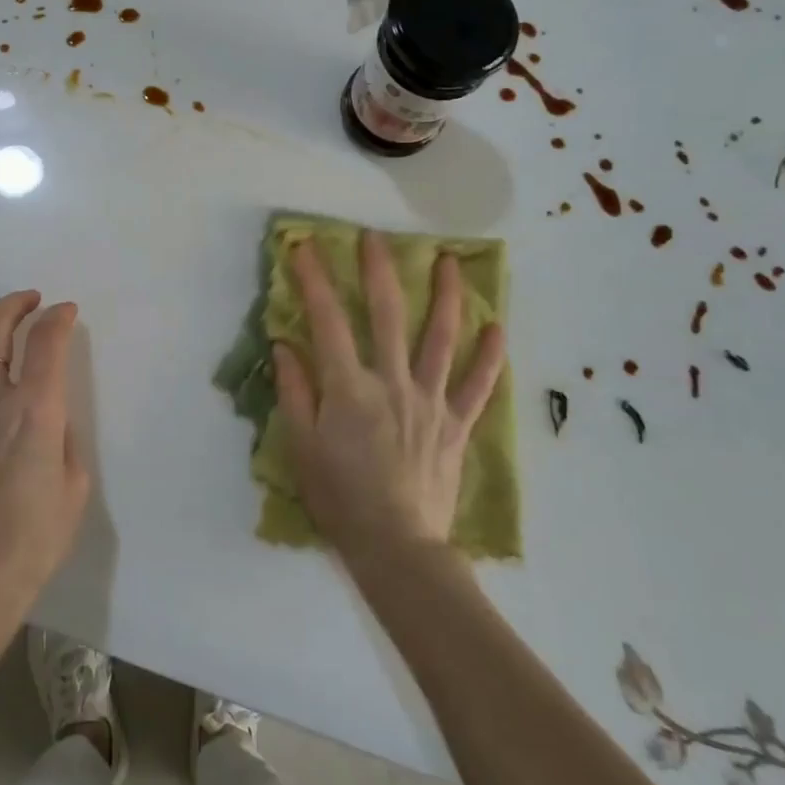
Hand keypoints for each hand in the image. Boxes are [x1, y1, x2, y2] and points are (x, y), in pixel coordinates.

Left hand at [0, 291, 88, 616]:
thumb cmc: (35, 537)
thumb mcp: (74, 483)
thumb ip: (63, 434)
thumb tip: (49, 411)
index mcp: (35, 412)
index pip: (46, 342)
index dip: (58, 318)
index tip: (67, 311)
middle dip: (17, 305)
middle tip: (33, 301)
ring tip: (4, 321)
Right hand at [272, 232, 505, 562]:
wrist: (396, 547)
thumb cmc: (340, 497)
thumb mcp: (301, 446)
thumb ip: (294, 391)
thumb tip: (286, 343)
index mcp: (349, 388)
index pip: (327, 321)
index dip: (314, 280)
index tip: (304, 246)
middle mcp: (393, 382)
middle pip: (386, 315)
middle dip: (379, 270)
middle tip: (376, 237)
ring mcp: (430, 401)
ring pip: (441, 338)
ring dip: (446, 296)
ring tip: (451, 262)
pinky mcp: (456, 424)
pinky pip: (477, 386)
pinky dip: (490, 357)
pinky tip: (499, 329)